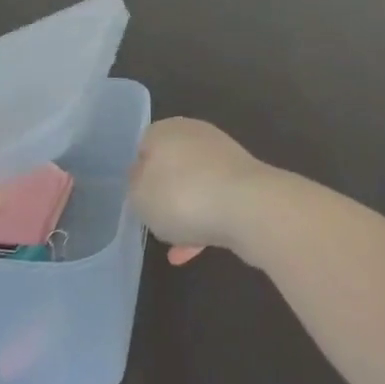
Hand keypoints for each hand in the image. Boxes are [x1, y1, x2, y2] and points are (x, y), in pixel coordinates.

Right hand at [129, 117, 278, 266]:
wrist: (250, 208)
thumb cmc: (183, 196)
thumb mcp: (139, 195)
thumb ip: (135, 186)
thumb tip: (142, 178)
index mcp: (166, 130)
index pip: (144, 145)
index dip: (138, 174)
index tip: (138, 200)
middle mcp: (195, 135)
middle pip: (171, 166)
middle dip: (164, 194)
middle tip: (156, 221)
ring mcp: (224, 158)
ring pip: (194, 186)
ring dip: (185, 213)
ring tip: (175, 247)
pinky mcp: (245, 182)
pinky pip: (216, 203)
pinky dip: (204, 224)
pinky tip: (192, 253)